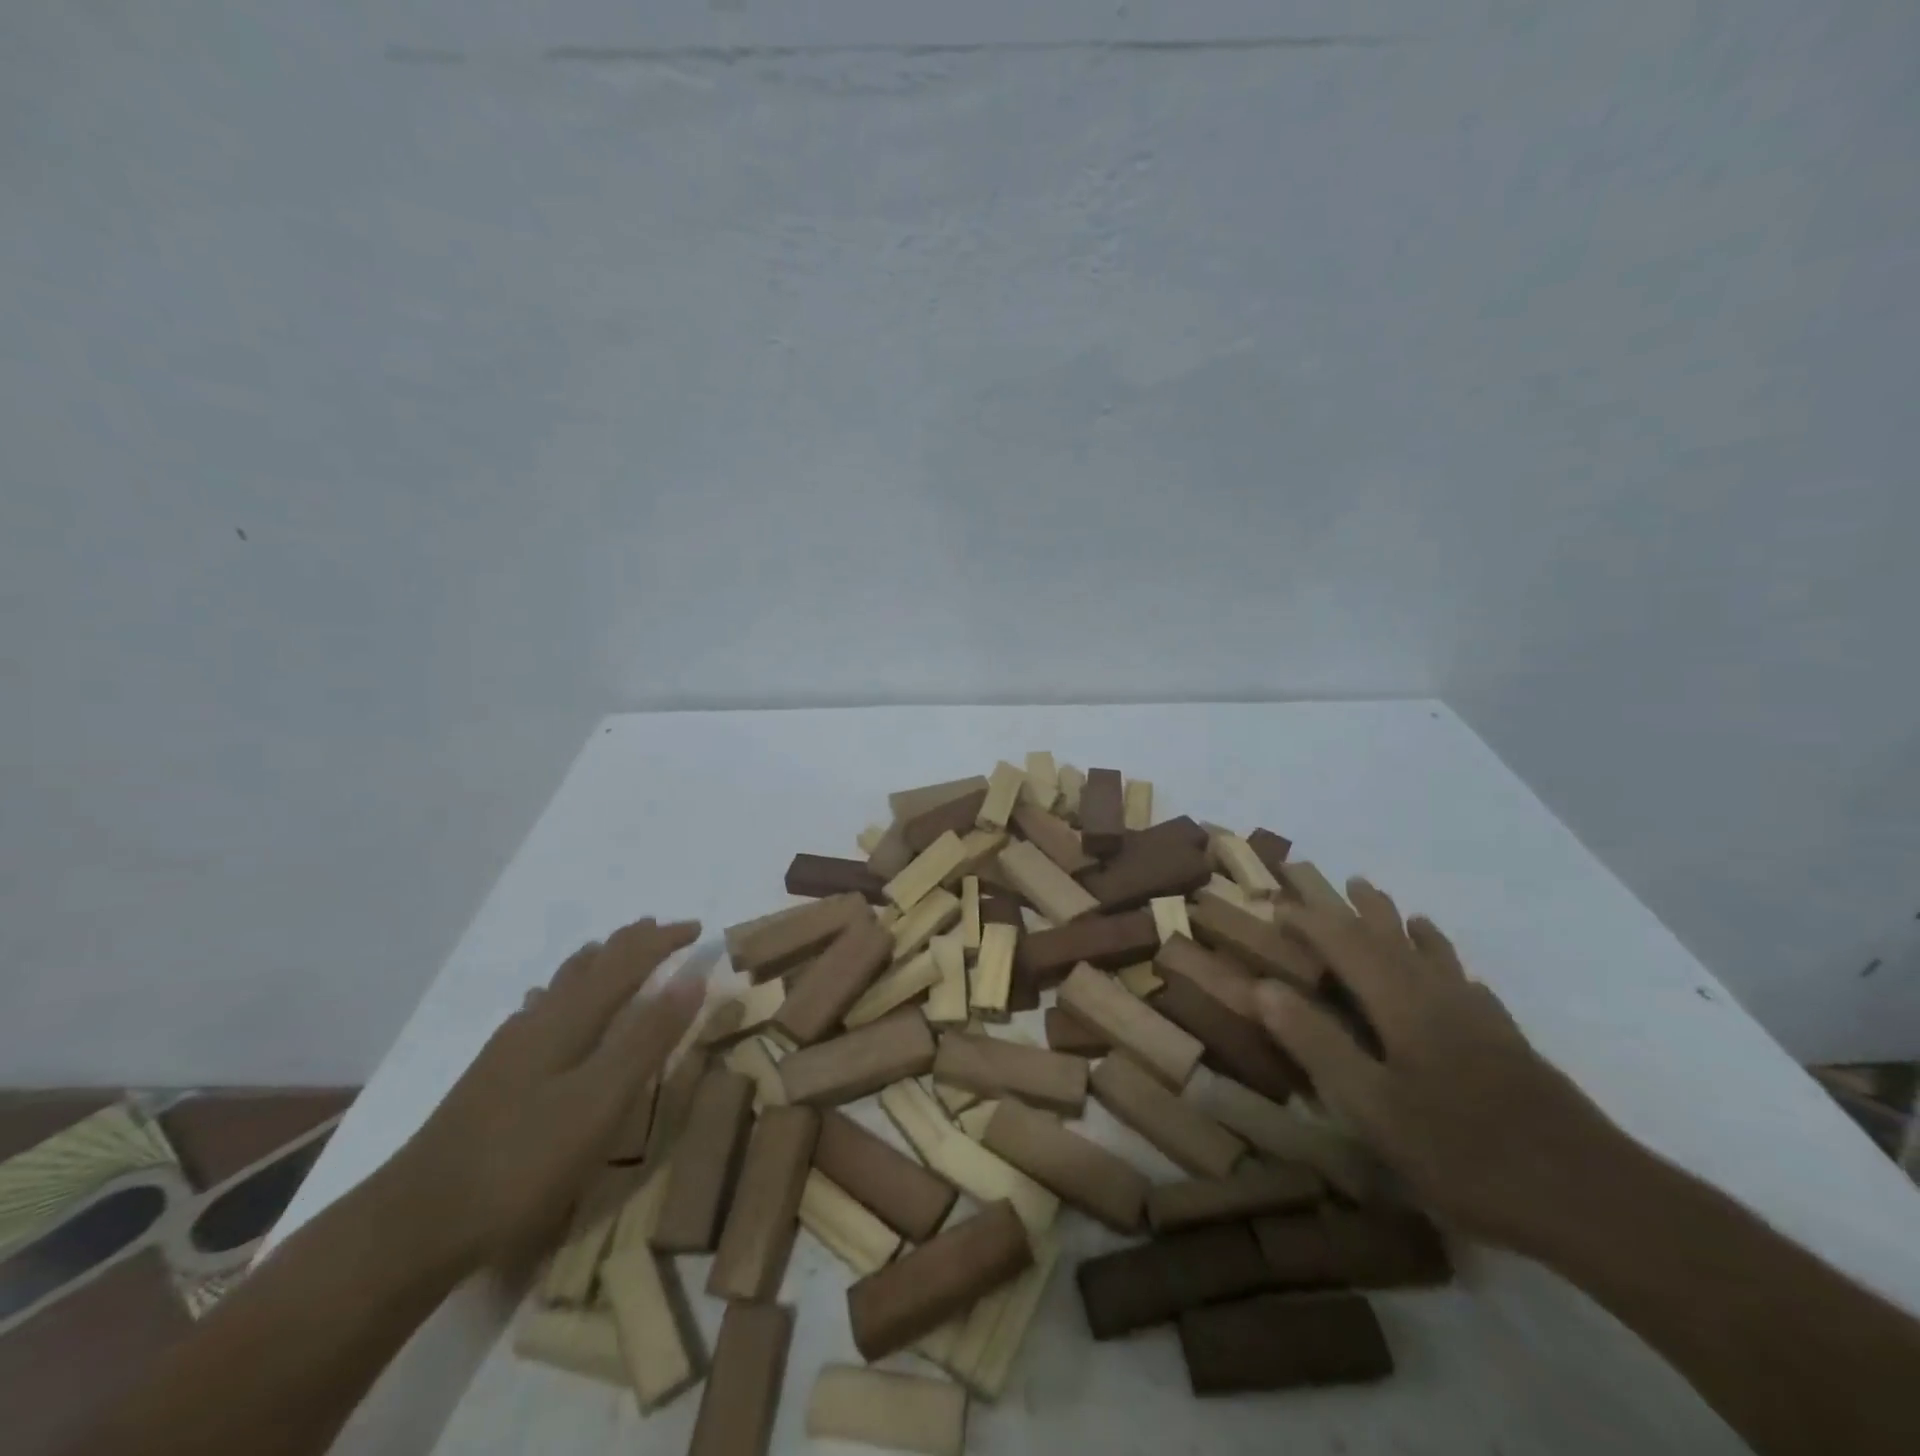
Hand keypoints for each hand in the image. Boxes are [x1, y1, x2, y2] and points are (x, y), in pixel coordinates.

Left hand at [389, 918, 704, 1274]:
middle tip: (659, 928)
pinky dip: (557, 996)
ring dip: (593, 963)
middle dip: (629, 944)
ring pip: (559, 987)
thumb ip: (648, 1038)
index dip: (662, 941)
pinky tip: (541, 1008)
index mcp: (569, 1019)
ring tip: (608, 950)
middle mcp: (539, 1021)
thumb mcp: (601, 1100)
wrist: (411, 1227)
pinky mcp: (492, 1080)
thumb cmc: (522, 1161)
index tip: (697, 929)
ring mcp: (509, 1051)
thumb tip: (693, 976)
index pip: (626, 962)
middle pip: (591, 966)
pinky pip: (535, 1015)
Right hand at [1257, 881, 1625, 1251]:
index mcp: (1402, 1004)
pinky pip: (1472, 989)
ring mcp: (1483, 1022)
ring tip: (1401, 910)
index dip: (1310, 921)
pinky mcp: (1512, 1049)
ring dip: (1411, 930)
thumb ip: (1317, 1043)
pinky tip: (1463, 979)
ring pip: (1438, 959)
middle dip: (1365, 910)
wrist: (1597, 1202)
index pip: (1345, 944)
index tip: (1277, 906)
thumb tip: (1262, 986)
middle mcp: (1440, 998)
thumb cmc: (1467, 1153)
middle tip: (1345, 881)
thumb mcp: (1374, 1108)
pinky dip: (1455, 970)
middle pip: (1396, 939)